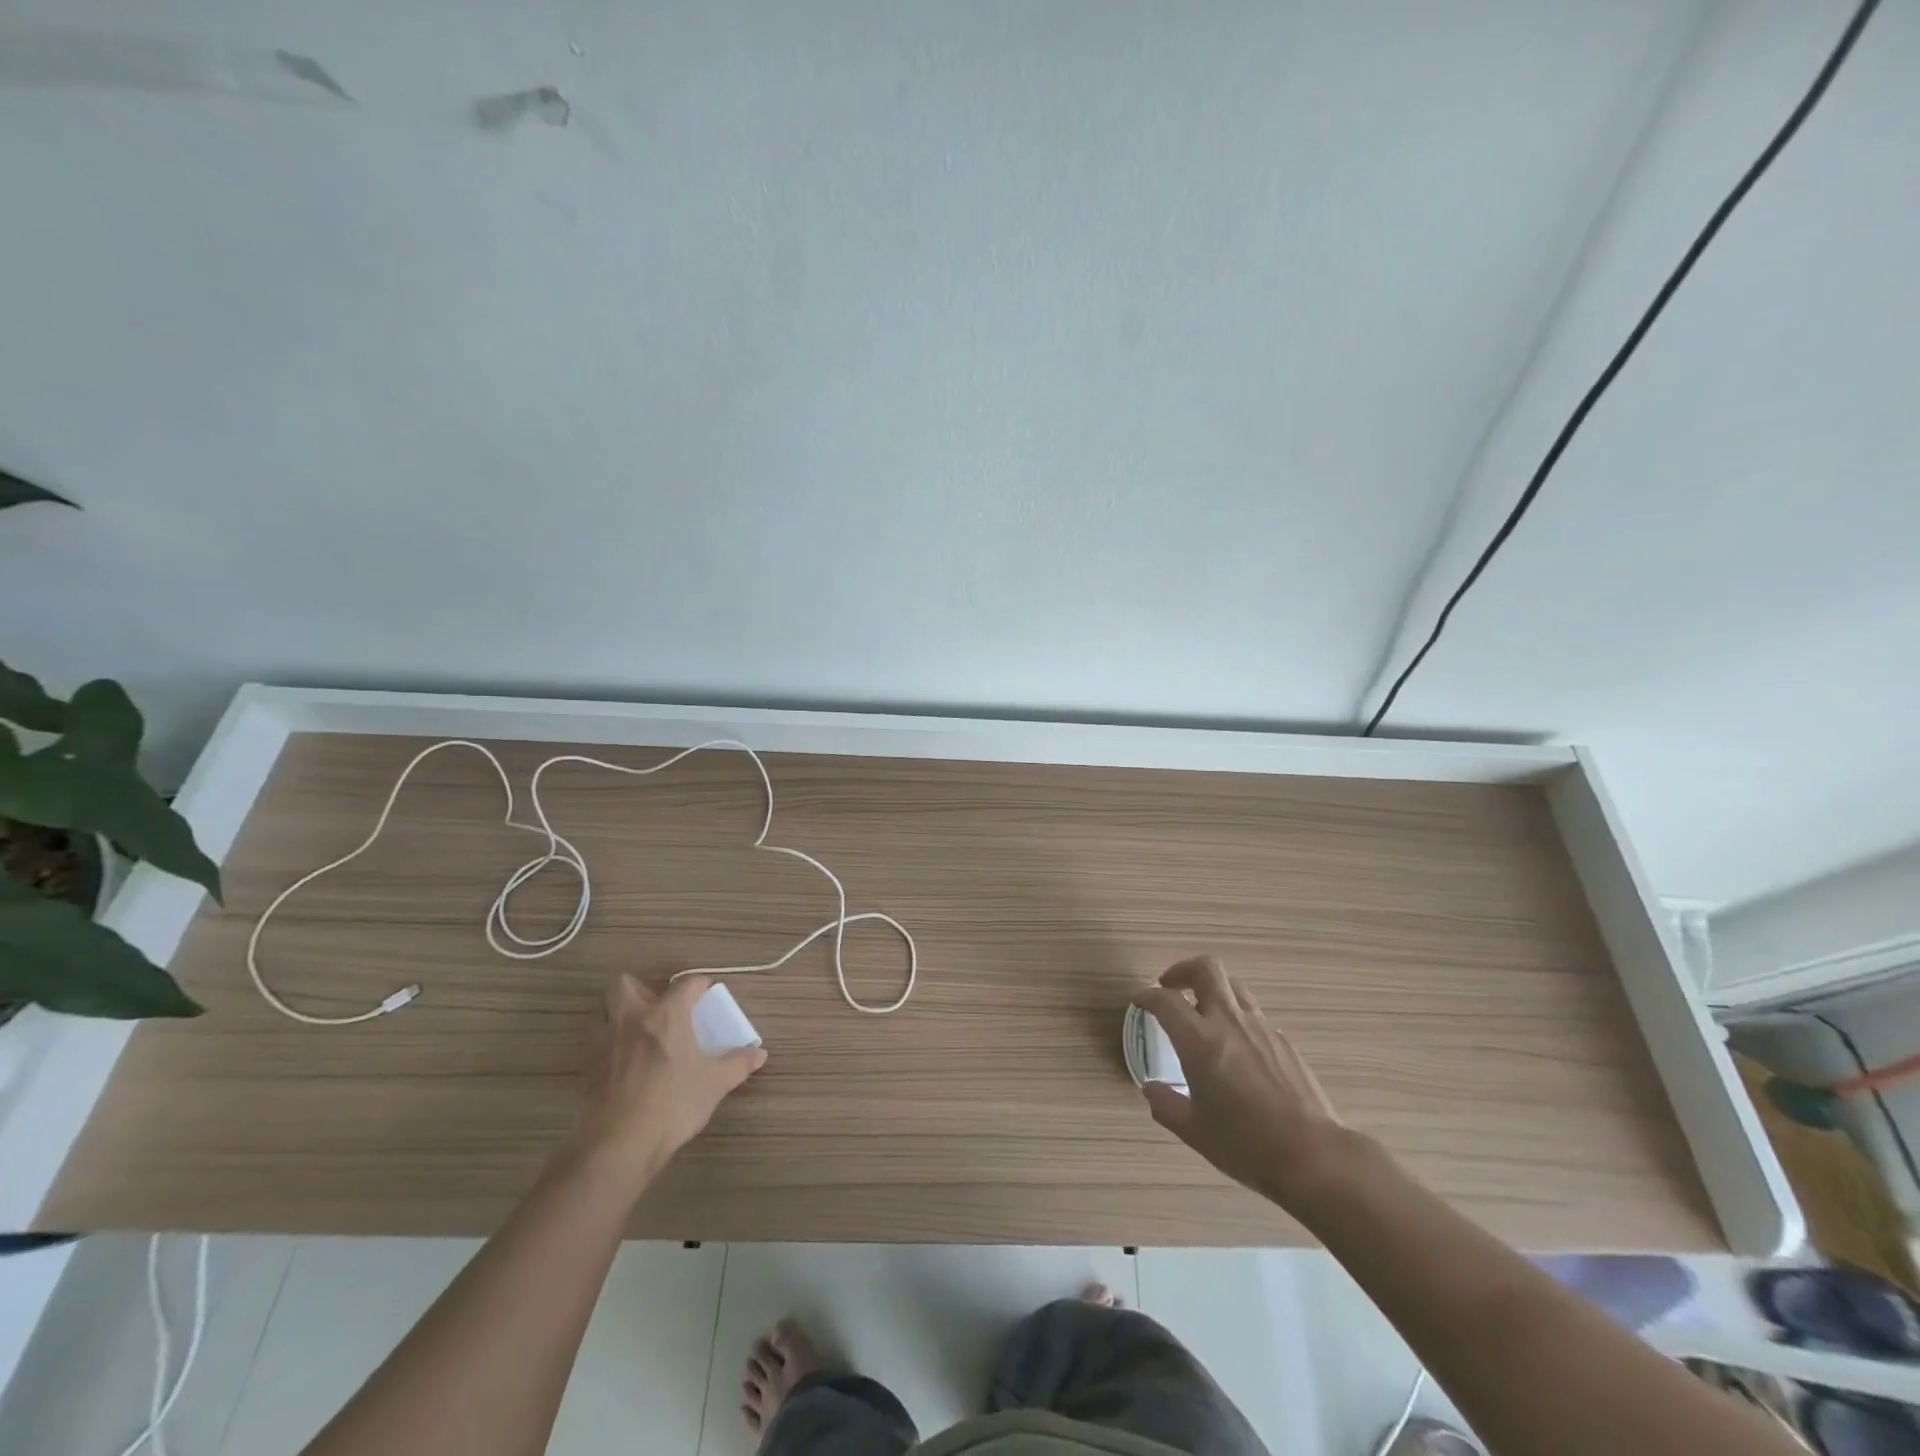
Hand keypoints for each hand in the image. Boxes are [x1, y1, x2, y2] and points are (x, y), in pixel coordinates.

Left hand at [569, 974, 766, 1188]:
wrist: (619, 1145)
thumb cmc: (673, 1104)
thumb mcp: (715, 1083)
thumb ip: (738, 1064)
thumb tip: (759, 1053)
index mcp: (666, 1015)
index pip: (686, 983)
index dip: (700, 985)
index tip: (709, 995)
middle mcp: (633, 1020)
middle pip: (626, 984)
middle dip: (643, 988)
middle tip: (662, 1007)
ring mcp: (606, 1044)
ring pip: (607, 1012)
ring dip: (624, 1016)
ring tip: (644, 1035)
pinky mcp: (590, 1069)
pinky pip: (600, 1044)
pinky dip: (614, 1047)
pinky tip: (629, 1066)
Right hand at [1132, 956, 1348, 1208]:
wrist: (1313, 1155)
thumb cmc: (1245, 1144)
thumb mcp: (1194, 1131)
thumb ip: (1166, 1105)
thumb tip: (1151, 1089)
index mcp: (1200, 1040)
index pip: (1165, 1000)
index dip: (1147, 996)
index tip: (1139, 1002)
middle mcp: (1229, 1021)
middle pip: (1206, 968)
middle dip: (1183, 970)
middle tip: (1171, 987)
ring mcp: (1261, 1027)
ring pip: (1233, 986)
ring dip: (1212, 989)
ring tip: (1203, 1012)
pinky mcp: (1283, 1040)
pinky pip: (1254, 1014)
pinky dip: (1237, 1017)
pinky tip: (1237, 1047)